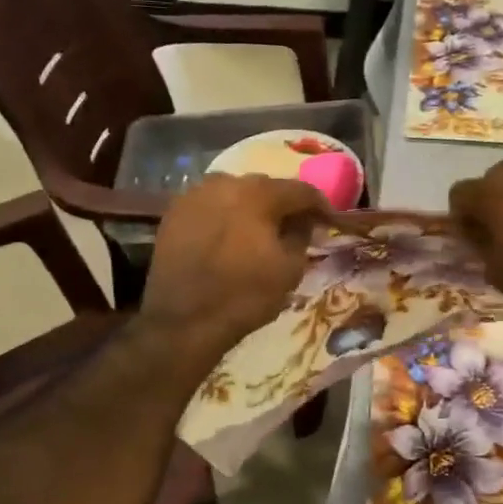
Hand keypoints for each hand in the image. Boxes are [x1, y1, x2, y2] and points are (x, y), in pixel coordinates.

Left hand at [141, 175, 327, 367]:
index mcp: (258, 194)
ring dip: (250, 207)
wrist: (183, 320)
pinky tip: (229, 236)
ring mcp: (194, 195)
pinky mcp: (174, 212)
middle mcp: (225, 183)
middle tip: (294, 225)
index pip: (300, 190)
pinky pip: (209, 205)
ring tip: (258, 230)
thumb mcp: (290, 270)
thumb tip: (302, 222)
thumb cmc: (244, 296)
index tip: (328, 221)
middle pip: (264, 187)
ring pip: (234, 193)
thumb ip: (302, 236)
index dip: (319, 205)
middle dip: (282, 204)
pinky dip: (224, 216)